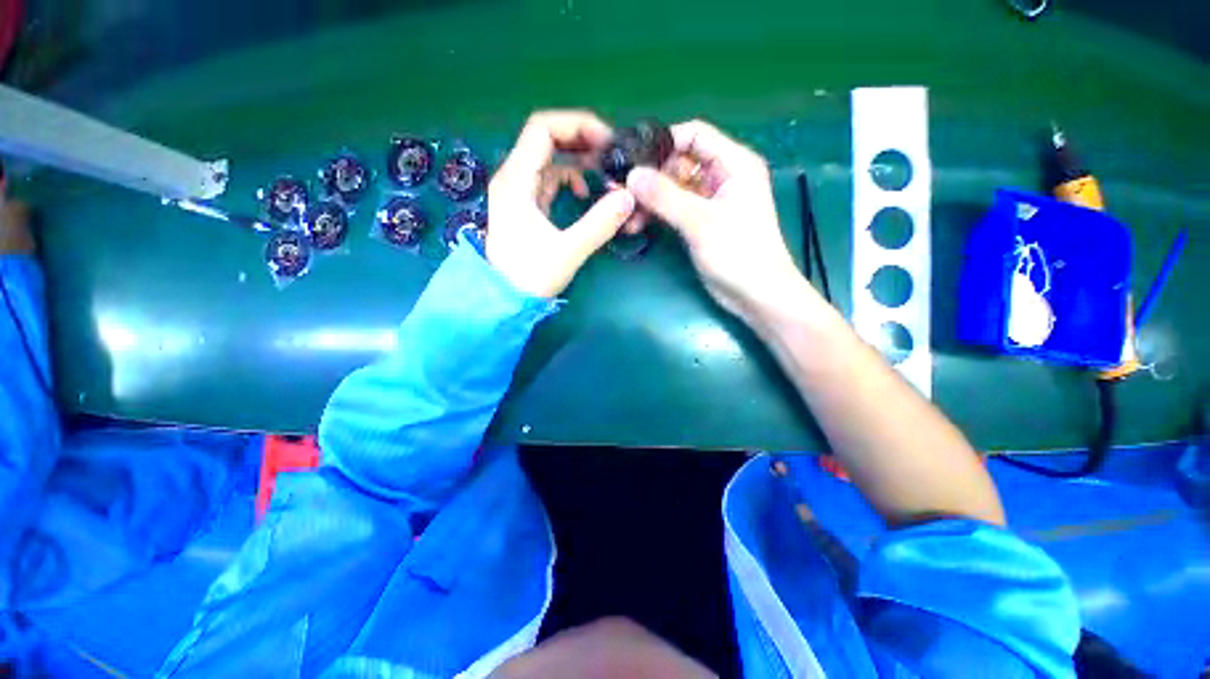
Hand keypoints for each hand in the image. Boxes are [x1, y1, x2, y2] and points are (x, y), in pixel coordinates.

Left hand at [488, 111, 635, 297]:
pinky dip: (570, 181)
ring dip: (578, 163)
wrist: (504, 300)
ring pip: (549, 161)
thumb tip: (628, 197)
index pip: (543, 128)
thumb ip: (599, 223)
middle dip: (581, 141)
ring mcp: (518, 192)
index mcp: (516, 180)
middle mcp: (513, 177)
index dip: (577, 125)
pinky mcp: (525, 207)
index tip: (607, 143)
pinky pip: (549, 181)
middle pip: (546, 139)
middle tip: (611, 156)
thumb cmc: (530, 276)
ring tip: (604, 176)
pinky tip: (585, 195)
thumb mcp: (568, 250)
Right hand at [625, 120, 806, 323]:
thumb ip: (665, 197)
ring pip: (673, 188)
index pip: (694, 135)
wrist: (756, 295)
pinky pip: (673, 209)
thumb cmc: (739, 253)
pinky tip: (637, 225)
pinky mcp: (700, 223)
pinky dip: (656, 215)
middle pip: (679, 163)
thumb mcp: (701, 222)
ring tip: (626, 215)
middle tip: (620, 191)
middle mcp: (721, 177)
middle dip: (650, 176)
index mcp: (733, 164)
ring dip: (649, 199)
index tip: (632, 159)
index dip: (663, 142)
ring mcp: (709, 201)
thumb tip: (630, 175)